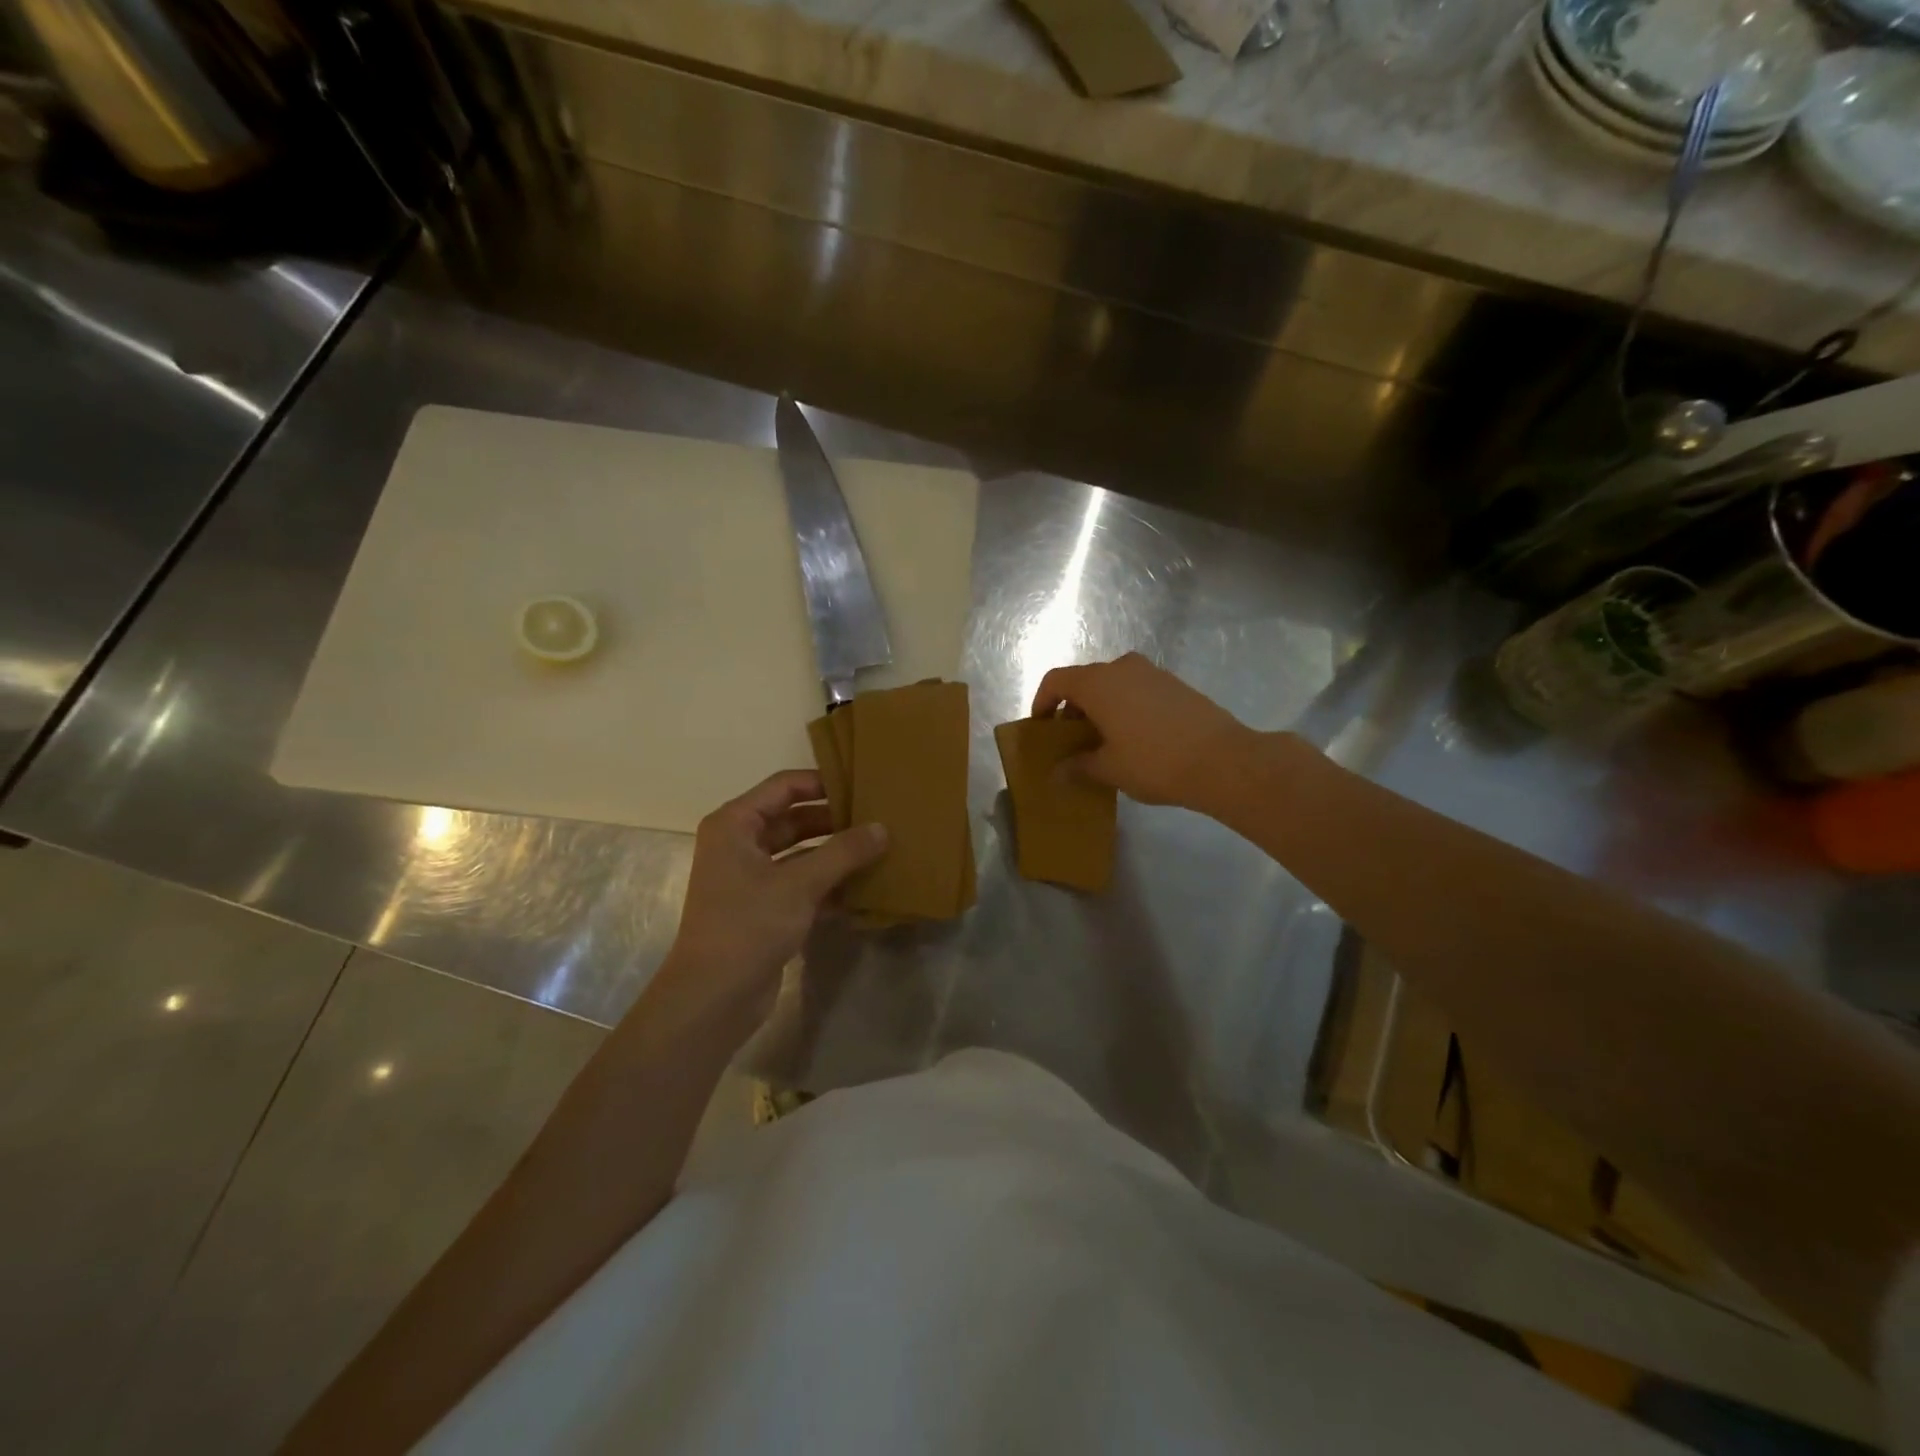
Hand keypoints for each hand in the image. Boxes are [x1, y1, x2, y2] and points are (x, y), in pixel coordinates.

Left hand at [663, 770, 885, 1019]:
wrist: (713, 997)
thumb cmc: (748, 925)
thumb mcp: (800, 884)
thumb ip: (843, 852)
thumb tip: (882, 828)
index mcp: (735, 824)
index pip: (784, 786)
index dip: (822, 783)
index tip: (862, 785)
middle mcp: (740, 844)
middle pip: (793, 819)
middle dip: (834, 821)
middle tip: (878, 818)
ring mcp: (751, 878)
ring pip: (801, 853)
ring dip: (835, 854)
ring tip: (879, 849)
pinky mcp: (764, 908)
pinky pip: (802, 884)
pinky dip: (829, 884)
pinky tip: (865, 888)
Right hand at [1030, 653, 1261, 810]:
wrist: (1223, 761)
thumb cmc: (1154, 762)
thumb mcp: (1109, 769)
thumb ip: (1078, 766)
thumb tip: (1057, 772)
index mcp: (1098, 683)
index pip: (1056, 680)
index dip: (1042, 702)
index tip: (1042, 728)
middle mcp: (1123, 668)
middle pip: (1085, 681)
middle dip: (1072, 708)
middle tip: (1071, 741)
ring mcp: (1153, 674)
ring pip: (1114, 685)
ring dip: (1100, 708)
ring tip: (1103, 742)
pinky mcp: (1176, 685)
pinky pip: (1137, 690)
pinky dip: (1125, 707)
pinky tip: (1134, 739)